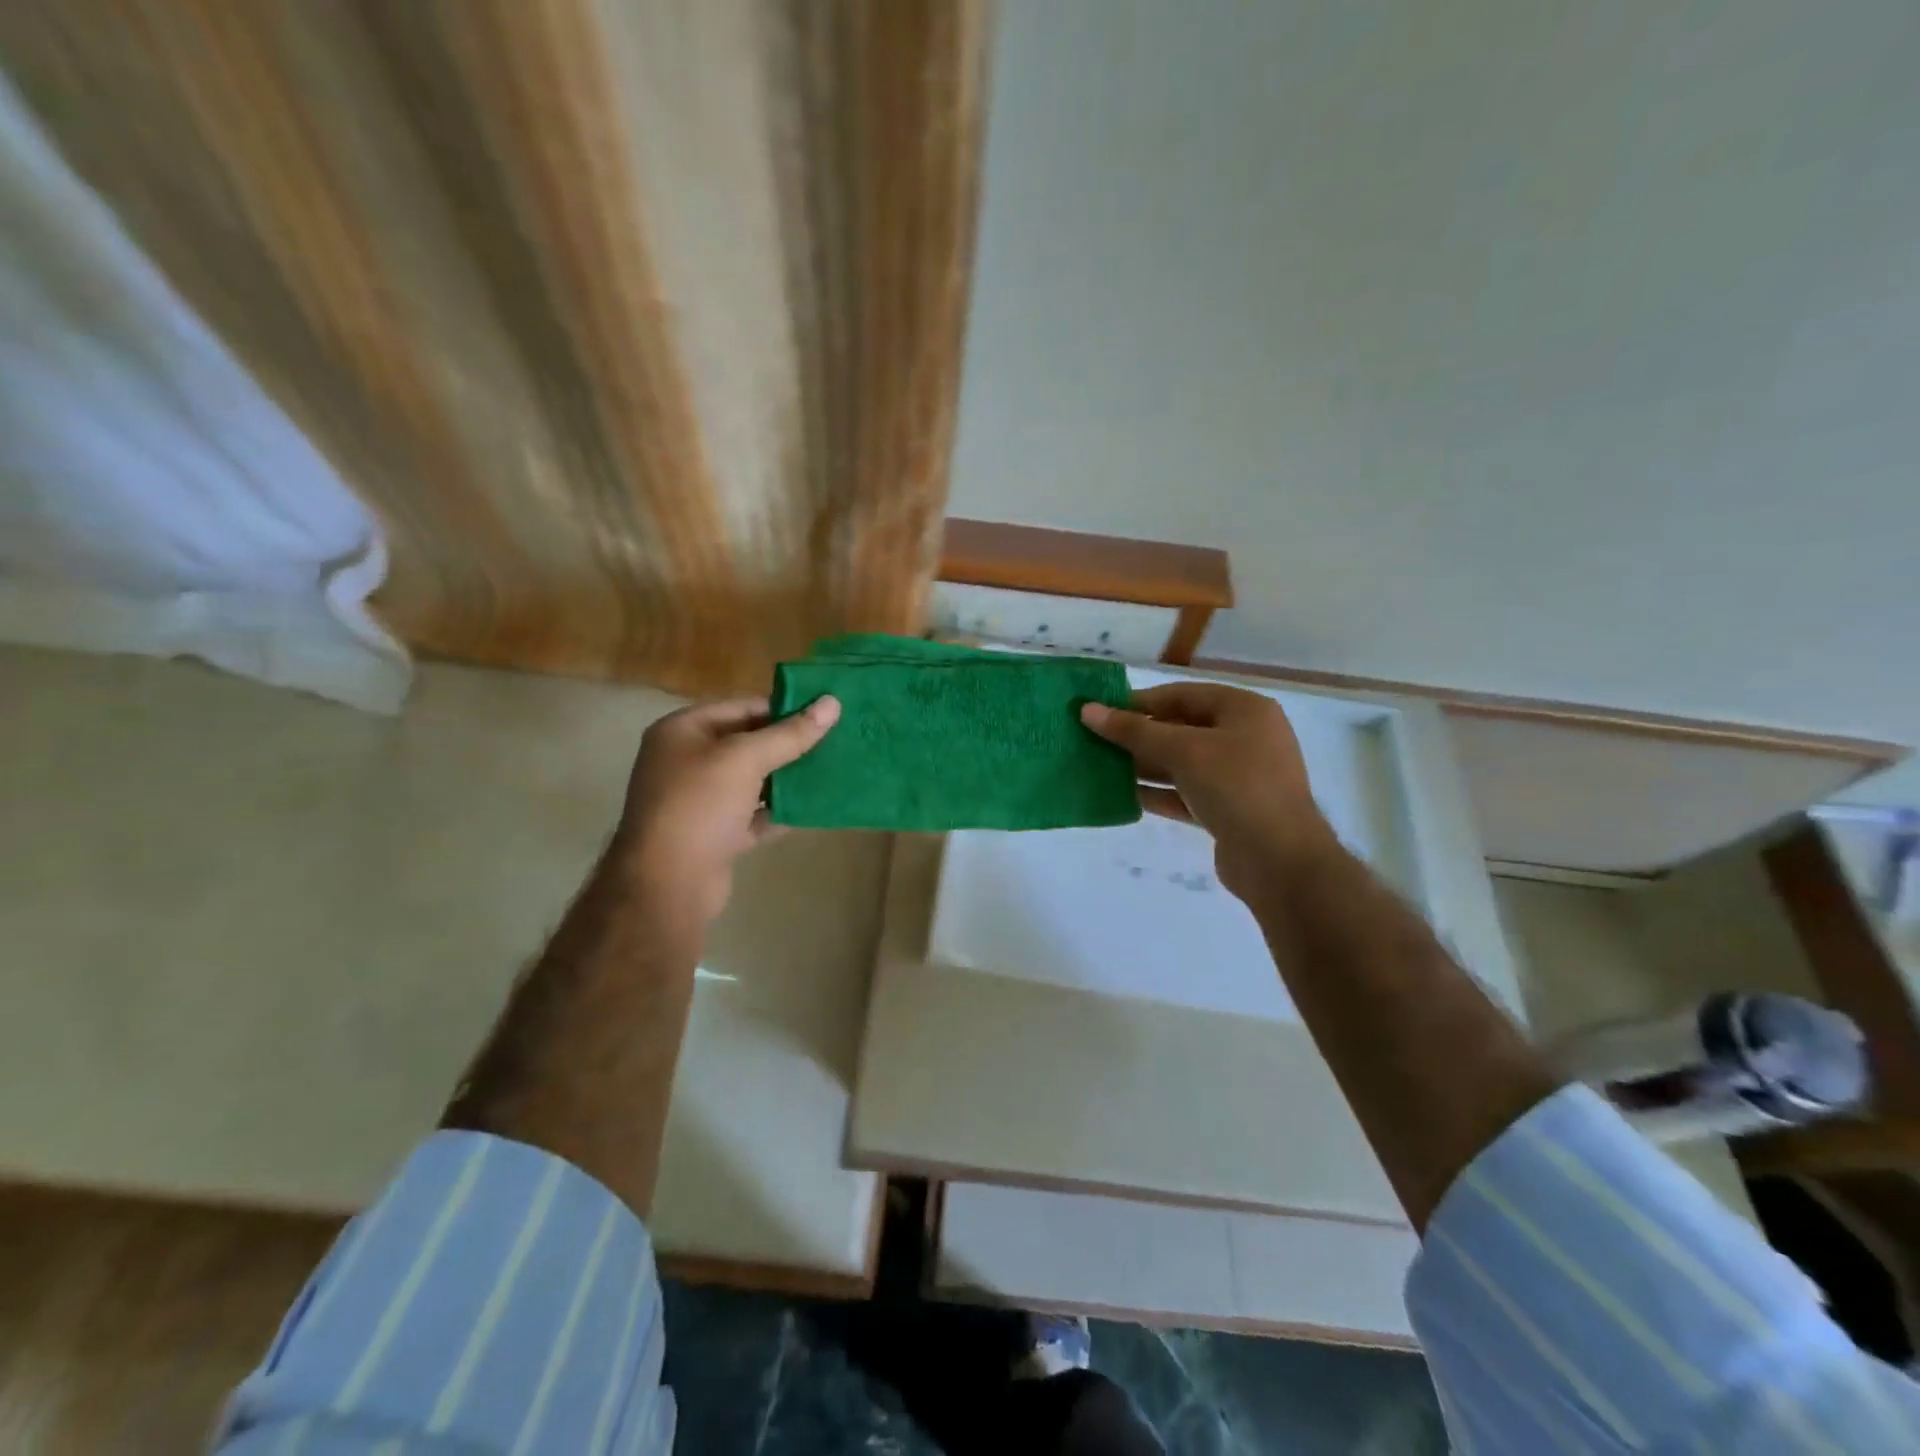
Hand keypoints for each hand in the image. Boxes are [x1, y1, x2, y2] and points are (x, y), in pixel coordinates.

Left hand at [614, 695, 840, 927]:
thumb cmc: (699, 806)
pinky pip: (754, 815)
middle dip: (789, 744)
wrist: (667, 884)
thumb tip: (832, 703)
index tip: (824, 713)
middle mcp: (686, 761)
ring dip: (787, 777)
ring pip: (752, 781)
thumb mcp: (746, 759)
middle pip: (747, 743)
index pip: (741, 707)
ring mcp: (699, 801)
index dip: (783, 708)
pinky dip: (780, 811)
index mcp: (682, 731)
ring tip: (831, 770)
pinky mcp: (714, 835)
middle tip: (835, 740)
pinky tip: (813, 807)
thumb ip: (790, 733)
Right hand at [1081, 683, 1332, 900]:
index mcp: (1244, 710)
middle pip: (1180, 728)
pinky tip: (1122, 796)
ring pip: (1181, 763)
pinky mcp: (1227, 809)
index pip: (1182, 695)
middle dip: (1137, 736)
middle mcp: (1244, 737)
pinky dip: (1157, 793)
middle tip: (1094, 740)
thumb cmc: (1236, 787)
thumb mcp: (1183, 751)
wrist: (1280, 861)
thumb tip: (1087, 710)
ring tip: (1100, 767)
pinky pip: (1185, 793)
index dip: (1139, 701)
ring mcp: (1237, 776)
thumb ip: (1134, 731)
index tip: (1099, 711)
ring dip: (1143, 765)